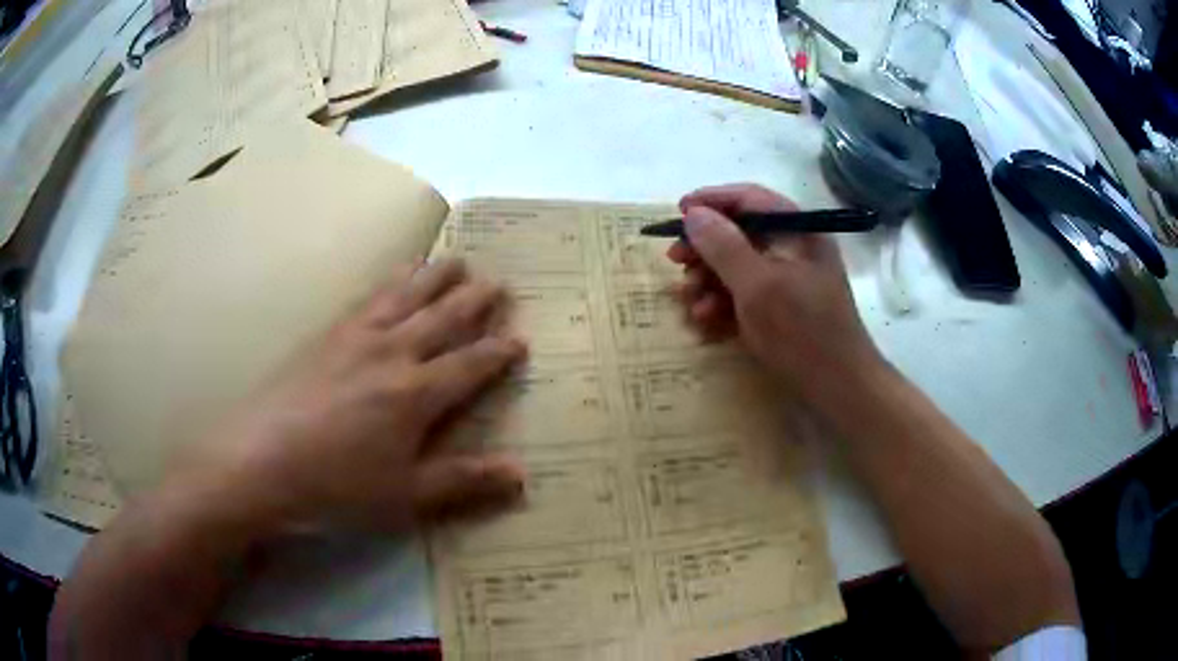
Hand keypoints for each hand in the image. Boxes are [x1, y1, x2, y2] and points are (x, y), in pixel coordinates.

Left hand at [172, 259, 527, 535]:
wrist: (259, 460)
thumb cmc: (336, 486)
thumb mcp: (406, 496)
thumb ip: (463, 481)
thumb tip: (521, 475)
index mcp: (416, 394)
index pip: (469, 365)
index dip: (498, 352)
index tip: (520, 338)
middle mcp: (392, 353)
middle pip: (442, 318)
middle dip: (474, 300)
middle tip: (499, 280)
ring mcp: (355, 338)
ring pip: (405, 296)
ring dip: (434, 277)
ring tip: (455, 258)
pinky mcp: (325, 334)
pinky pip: (367, 297)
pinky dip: (389, 281)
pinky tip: (391, 278)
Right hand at [669, 184, 882, 404]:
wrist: (839, 388)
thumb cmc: (802, 331)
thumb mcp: (758, 286)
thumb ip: (724, 246)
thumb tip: (694, 214)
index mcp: (798, 231)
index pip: (750, 199)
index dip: (711, 201)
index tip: (678, 213)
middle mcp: (794, 248)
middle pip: (740, 233)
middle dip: (705, 249)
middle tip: (675, 262)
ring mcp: (789, 280)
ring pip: (738, 266)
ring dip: (709, 281)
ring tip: (691, 303)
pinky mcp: (783, 307)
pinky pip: (746, 294)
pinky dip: (724, 303)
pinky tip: (706, 322)